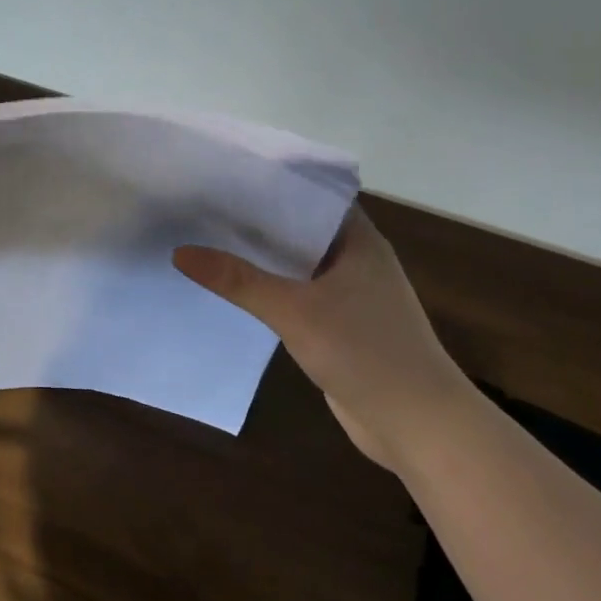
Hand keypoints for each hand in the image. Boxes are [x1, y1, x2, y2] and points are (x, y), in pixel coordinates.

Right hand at [173, 204, 467, 467]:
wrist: (419, 426)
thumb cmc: (366, 352)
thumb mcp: (295, 311)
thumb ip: (238, 281)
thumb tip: (181, 252)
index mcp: (358, 239)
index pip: (310, 193)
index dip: (271, 182)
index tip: (226, 174)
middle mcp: (356, 259)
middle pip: (298, 228)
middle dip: (256, 221)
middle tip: (203, 206)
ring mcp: (350, 294)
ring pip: (296, 265)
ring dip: (261, 258)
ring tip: (206, 239)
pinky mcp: (340, 326)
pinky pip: (297, 296)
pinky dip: (269, 290)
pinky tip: (232, 289)